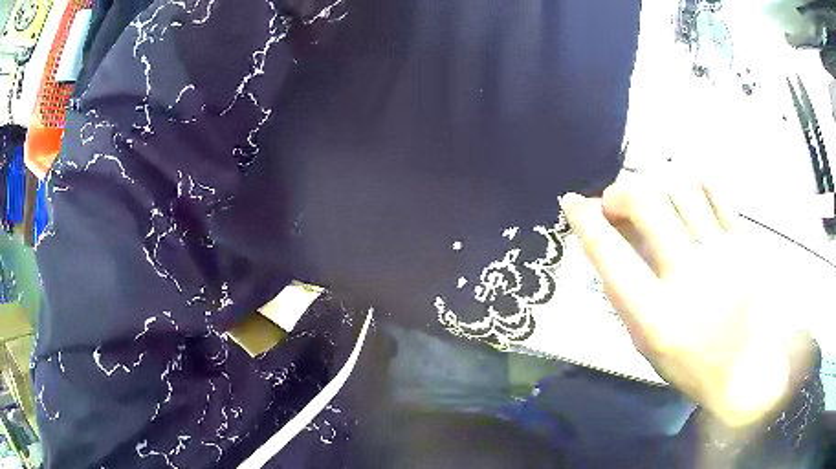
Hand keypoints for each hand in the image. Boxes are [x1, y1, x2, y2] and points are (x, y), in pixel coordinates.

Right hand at [561, 174, 810, 428]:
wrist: (744, 369)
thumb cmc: (689, 363)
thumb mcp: (644, 343)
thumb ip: (623, 292)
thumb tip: (604, 239)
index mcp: (656, 315)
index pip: (611, 255)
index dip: (585, 221)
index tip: (571, 201)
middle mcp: (689, 276)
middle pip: (647, 202)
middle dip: (620, 191)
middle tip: (616, 201)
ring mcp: (722, 253)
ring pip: (680, 185)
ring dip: (654, 182)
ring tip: (652, 197)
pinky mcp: (742, 241)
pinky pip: (714, 189)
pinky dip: (691, 181)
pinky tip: (684, 193)